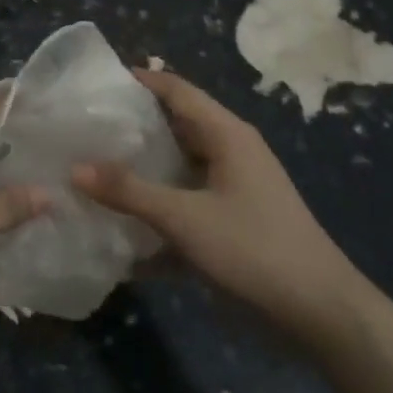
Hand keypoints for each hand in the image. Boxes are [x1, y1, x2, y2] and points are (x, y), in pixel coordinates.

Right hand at [72, 68, 361, 322]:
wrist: (318, 311)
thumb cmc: (253, 249)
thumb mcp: (184, 218)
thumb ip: (129, 192)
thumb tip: (74, 168)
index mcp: (227, 135)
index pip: (177, 90)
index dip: (139, 81)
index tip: (94, 84)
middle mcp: (230, 152)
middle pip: (175, 126)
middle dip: (132, 127)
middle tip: (82, 129)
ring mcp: (232, 188)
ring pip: (178, 167)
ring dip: (141, 169)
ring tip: (91, 169)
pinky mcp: (230, 220)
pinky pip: (185, 202)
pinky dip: (157, 207)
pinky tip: (121, 224)